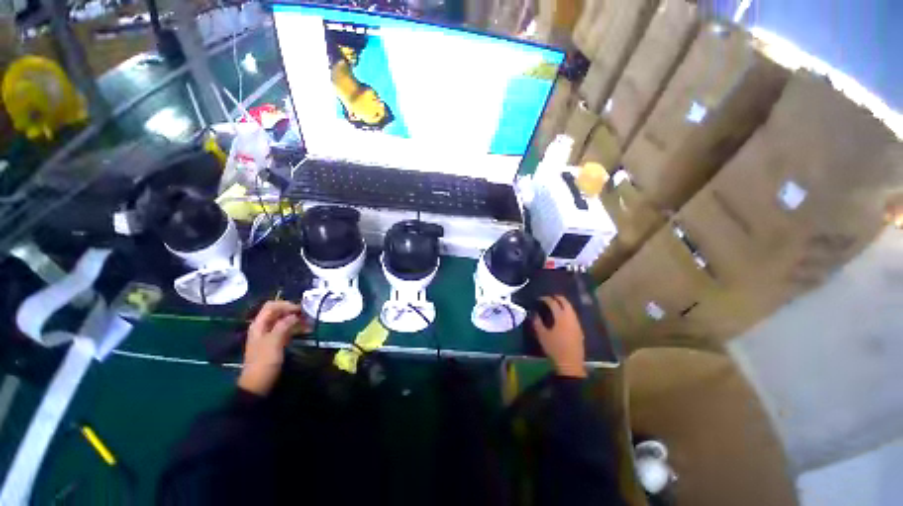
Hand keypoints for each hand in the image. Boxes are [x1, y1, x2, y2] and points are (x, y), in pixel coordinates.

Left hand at [238, 301, 307, 394]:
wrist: (258, 384)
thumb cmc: (264, 361)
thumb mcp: (274, 341)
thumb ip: (284, 325)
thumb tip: (295, 314)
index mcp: (259, 324)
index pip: (272, 306)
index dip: (286, 305)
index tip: (301, 310)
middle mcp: (263, 327)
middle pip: (279, 313)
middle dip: (293, 312)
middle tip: (308, 316)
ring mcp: (269, 335)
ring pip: (284, 321)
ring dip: (297, 320)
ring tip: (311, 323)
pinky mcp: (275, 343)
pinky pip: (287, 330)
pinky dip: (296, 328)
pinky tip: (307, 331)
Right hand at [531, 295, 585, 377]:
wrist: (570, 363)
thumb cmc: (554, 348)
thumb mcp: (542, 335)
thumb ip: (537, 322)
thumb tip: (534, 313)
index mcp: (561, 317)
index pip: (553, 303)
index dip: (546, 299)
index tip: (539, 298)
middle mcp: (570, 317)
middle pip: (565, 302)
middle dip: (557, 298)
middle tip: (549, 298)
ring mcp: (576, 323)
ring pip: (571, 308)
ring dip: (563, 304)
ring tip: (555, 305)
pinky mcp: (579, 329)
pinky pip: (573, 315)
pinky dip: (567, 311)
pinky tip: (562, 316)